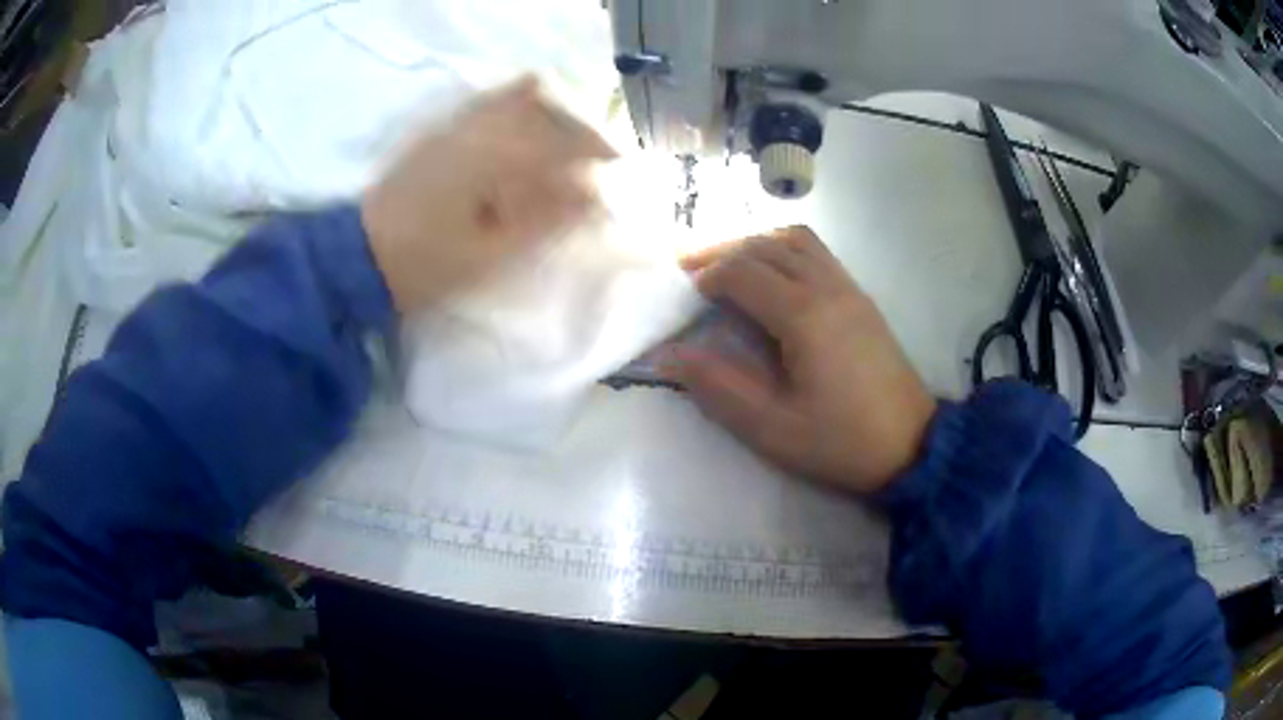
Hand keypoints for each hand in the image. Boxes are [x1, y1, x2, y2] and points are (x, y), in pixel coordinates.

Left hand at [361, 76, 615, 312]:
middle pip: (544, 118)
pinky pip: (486, 103)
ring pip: (517, 104)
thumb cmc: (430, 261)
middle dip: (579, 132)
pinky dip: (513, 97)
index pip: (561, 146)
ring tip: (570, 137)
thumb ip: (544, 221)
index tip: (619, 166)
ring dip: (551, 115)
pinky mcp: (441, 134)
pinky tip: (527, 97)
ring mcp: (457, 128)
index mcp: (494, 162)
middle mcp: (480, 132)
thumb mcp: (492, 253)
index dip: (595, 153)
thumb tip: (591, 197)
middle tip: (601, 154)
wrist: (364, 255)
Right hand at [665, 227, 936, 493]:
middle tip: (690, 268)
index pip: (743, 271)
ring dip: (756, 243)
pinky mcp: (861, 298)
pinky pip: (817, 252)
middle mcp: (827, 287)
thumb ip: (717, 386)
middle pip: (766, 245)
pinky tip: (773, 276)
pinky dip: (784, 249)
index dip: (707, 276)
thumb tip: (668, 356)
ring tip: (729, 264)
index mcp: (804, 315)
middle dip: (723, 250)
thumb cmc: (840, 441)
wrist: (911, 445)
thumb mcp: (771, 426)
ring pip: (795, 240)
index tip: (684, 295)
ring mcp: (849, 288)